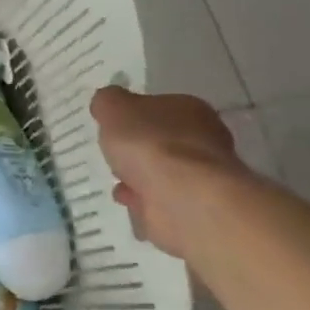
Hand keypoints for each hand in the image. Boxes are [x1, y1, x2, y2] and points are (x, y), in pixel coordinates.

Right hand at [90, 86, 245, 256]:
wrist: (182, 199)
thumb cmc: (149, 144)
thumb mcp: (114, 108)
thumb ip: (107, 101)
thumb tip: (106, 102)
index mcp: (190, 110)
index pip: (161, 106)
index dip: (136, 114)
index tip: (114, 124)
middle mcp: (203, 140)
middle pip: (162, 140)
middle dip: (138, 148)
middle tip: (114, 151)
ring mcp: (200, 177)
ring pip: (162, 172)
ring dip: (139, 176)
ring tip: (114, 179)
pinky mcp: (192, 208)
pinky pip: (159, 200)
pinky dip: (142, 200)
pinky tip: (125, 200)